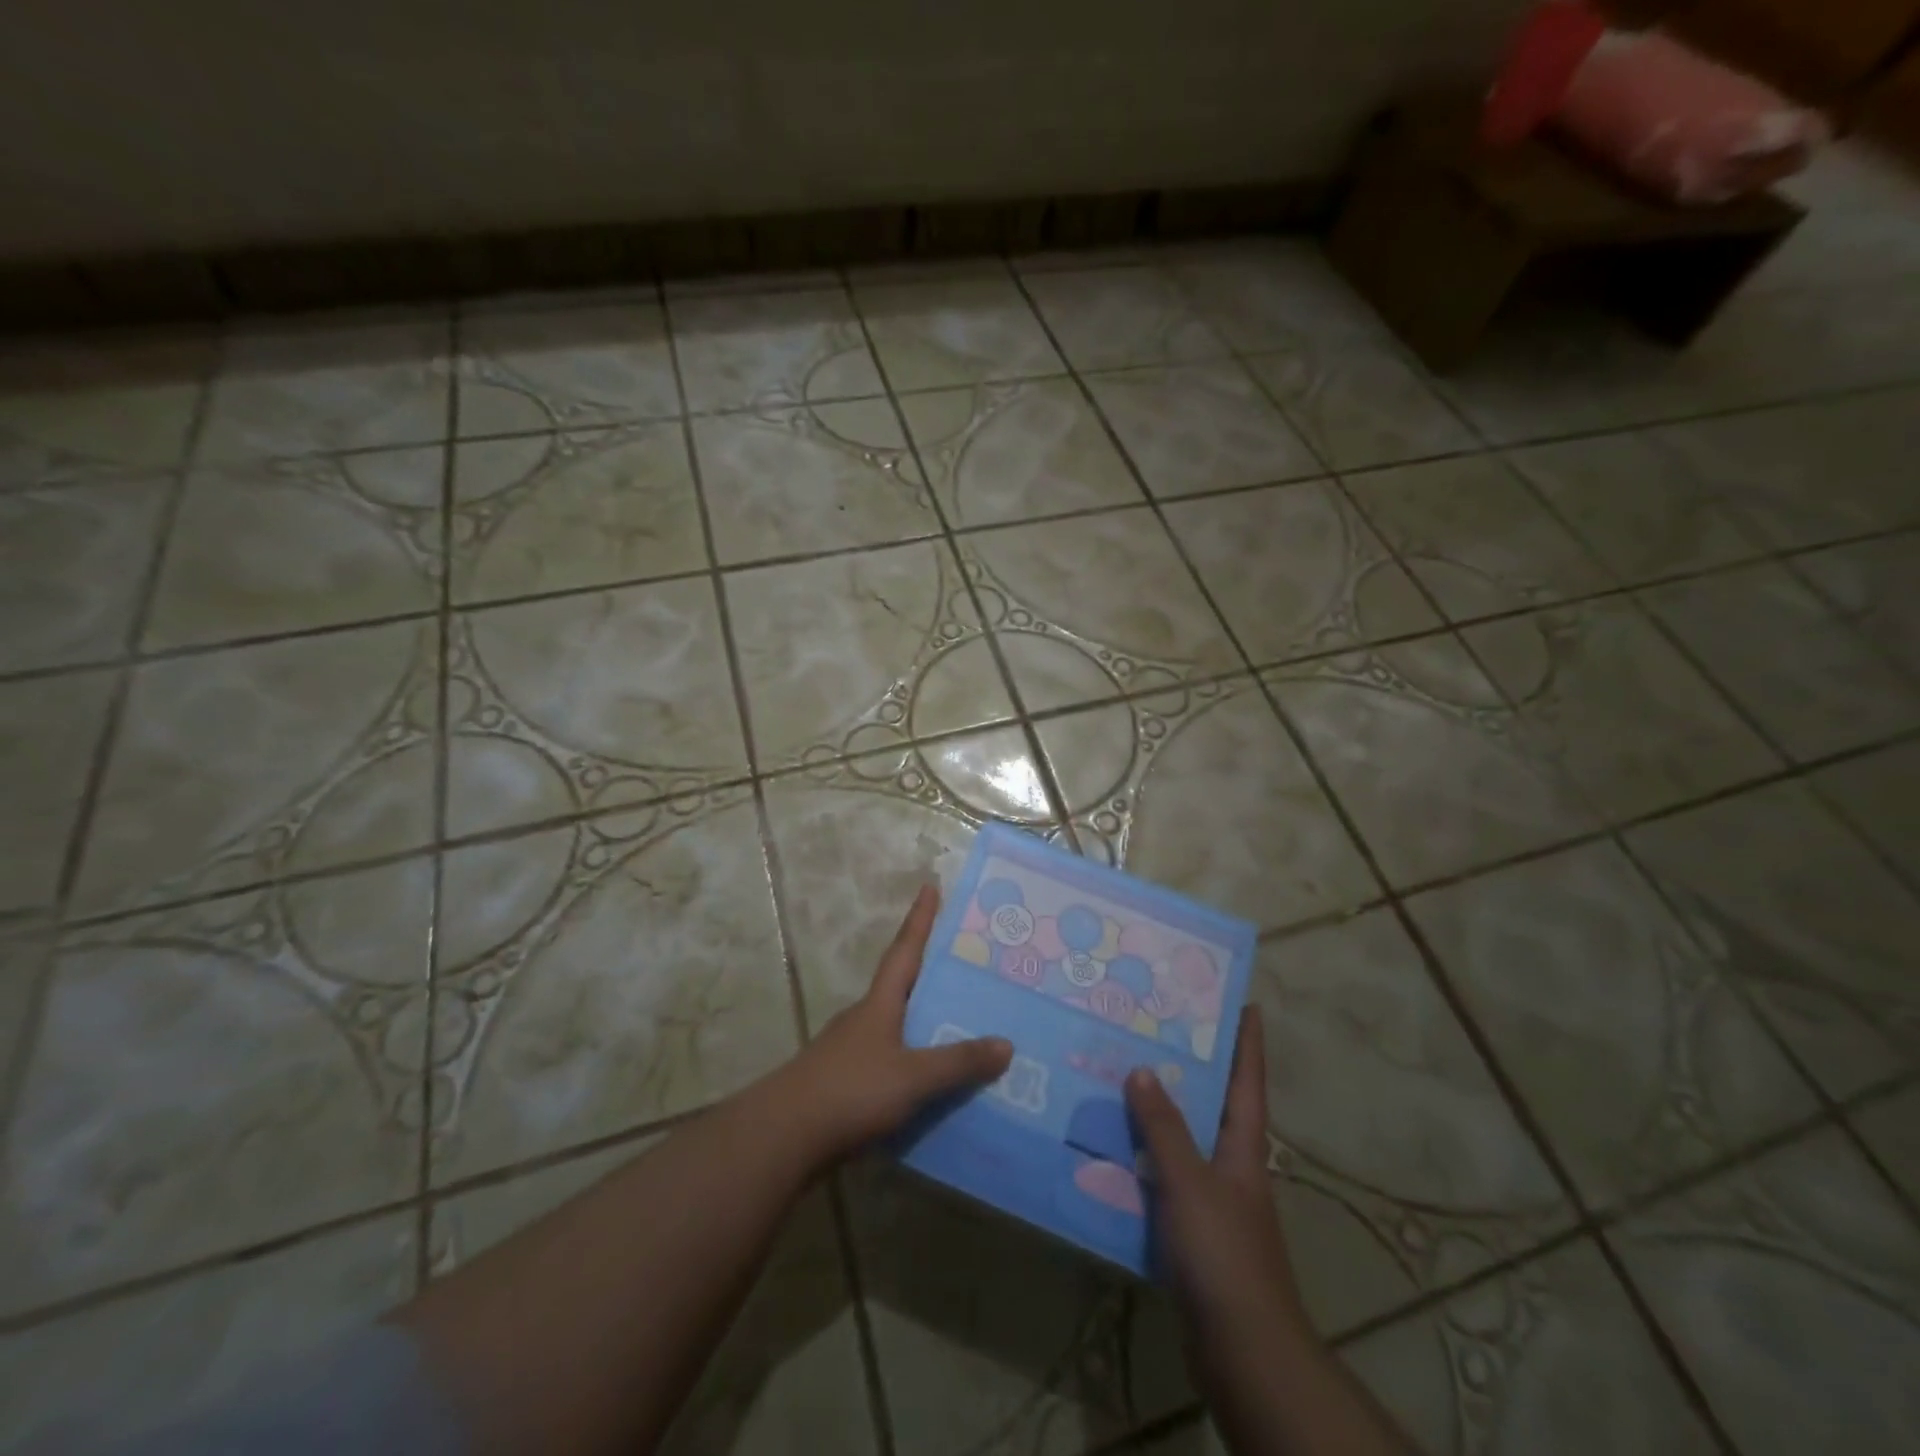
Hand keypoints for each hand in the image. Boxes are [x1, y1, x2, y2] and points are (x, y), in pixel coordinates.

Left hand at [774, 883, 1012, 1167]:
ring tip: (960, 1027)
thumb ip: (958, 1062)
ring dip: (923, 1023)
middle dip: (929, 973)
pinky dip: (913, 1063)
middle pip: (901, 986)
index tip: (929, 886)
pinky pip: (890, 1062)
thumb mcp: (912, 1077)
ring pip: (896, 1027)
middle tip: (966, 966)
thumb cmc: (850, 1091)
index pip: (905, 950)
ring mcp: (850, 1051)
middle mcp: (864, 1018)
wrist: (784, 1137)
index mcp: (879, 1003)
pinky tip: (931, 1084)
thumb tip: (1006, 1044)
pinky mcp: (844, 1084)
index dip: (919, 919)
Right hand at [1125, 1008, 1312, 1385]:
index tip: (1242, 1001)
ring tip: (1118, 1074)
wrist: (1243, 1352)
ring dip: (1157, 1111)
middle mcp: (1231, 1164)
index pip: (1248, 1080)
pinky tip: (1107, 1146)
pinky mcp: (1191, 1229)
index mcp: (1243, 1146)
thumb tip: (1141, 1069)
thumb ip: (1163, 1128)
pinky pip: (1162, 1176)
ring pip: (1182, 1139)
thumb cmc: (1224, 1255)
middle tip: (1152, 1027)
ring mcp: (1212, 1198)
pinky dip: (1141, 1156)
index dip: (1247, 1040)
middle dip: (1189, 1066)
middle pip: (1212, 1103)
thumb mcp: (1190, 1182)